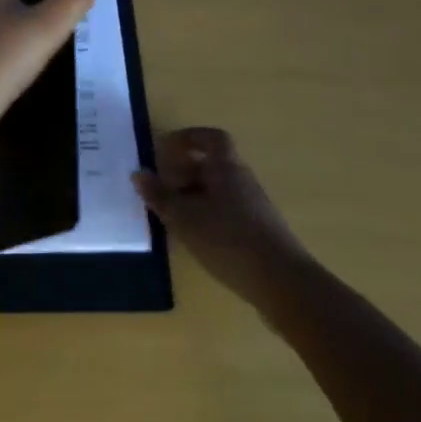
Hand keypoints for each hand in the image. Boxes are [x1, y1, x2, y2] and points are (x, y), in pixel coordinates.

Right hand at [134, 128, 310, 309]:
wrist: (282, 283)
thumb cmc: (229, 240)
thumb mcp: (185, 218)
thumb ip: (160, 196)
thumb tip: (138, 174)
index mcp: (226, 167)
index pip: (210, 138)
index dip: (187, 138)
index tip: (164, 149)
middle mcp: (242, 179)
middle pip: (212, 164)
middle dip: (184, 171)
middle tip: (160, 187)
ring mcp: (253, 206)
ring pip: (218, 189)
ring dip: (193, 196)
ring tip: (171, 215)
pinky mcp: (258, 231)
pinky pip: (226, 211)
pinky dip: (207, 215)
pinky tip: (195, 237)